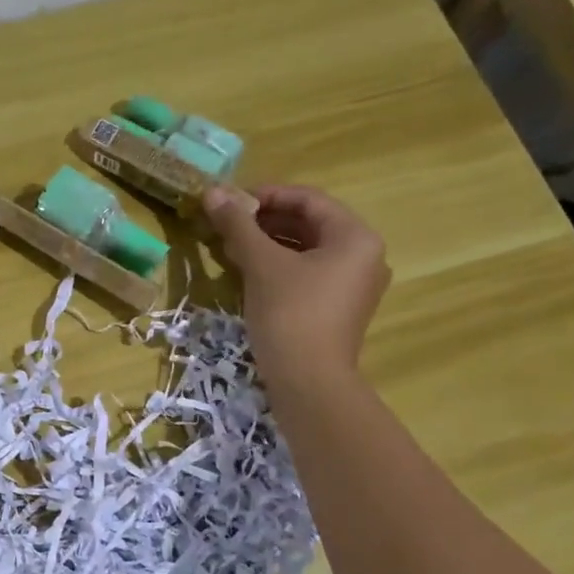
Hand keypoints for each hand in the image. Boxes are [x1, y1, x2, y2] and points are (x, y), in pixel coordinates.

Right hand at [202, 183, 389, 385]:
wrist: (308, 383)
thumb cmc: (290, 314)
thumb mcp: (261, 264)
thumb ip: (238, 224)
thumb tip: (211, 191)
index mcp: (355, 237)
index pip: (308, 200)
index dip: (266, 195)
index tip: (229, 202)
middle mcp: (362, 256)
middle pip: (309, 224)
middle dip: (264, 221)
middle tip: (225, 225)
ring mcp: (352, 286)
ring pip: (305, 251)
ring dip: (267, 244)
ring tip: (229, 247)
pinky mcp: (336, 310)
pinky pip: (306, 275)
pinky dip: (277, 268)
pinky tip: (246, 272)